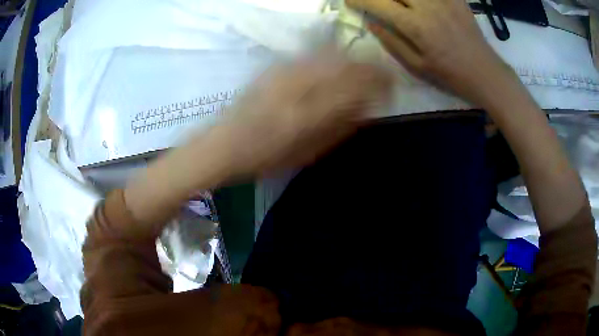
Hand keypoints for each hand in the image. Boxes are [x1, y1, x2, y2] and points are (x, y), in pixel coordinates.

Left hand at [124, 53, 390, 229]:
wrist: (220, 145)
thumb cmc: (263, 159)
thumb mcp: (307, 154)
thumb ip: (340, 127)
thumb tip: (367, 106)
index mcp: (309, 111)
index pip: (357, 84)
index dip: (381, 82)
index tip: (392, 88)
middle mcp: (298, 84)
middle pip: (346, 62)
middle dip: (370, 67)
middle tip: (380, 79)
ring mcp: (284, 71)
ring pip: (330, 53)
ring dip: (351, 60)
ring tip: (360, 73)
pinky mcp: (274, 67)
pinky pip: (312, 55)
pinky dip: (331, 58)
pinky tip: (334, 68)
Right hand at [346, 0, 514, 105]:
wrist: (485, 73)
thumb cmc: (450, 74)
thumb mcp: (417, 66)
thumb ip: (392, 42)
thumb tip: (371, 22)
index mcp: (416, 26)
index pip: (379, 3)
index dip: (359, 0)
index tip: (350, 1)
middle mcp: (428, 6)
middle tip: (374, 1)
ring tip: (396, 3)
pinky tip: (417, 3)